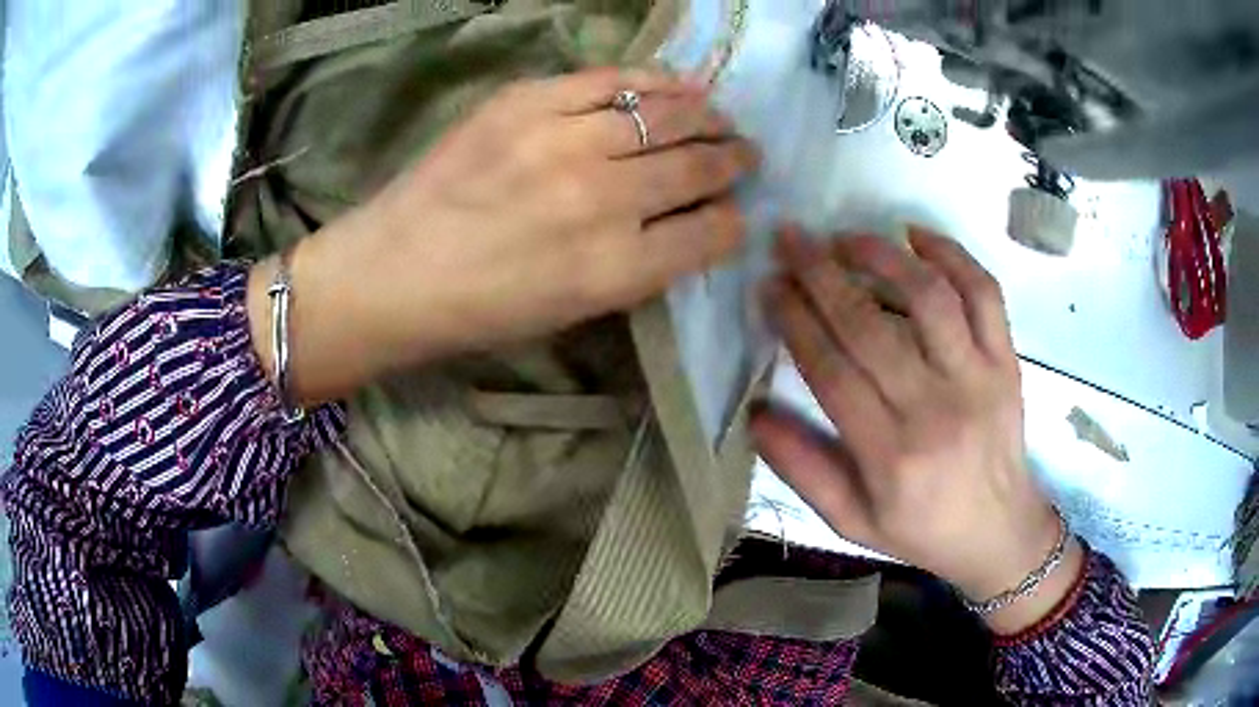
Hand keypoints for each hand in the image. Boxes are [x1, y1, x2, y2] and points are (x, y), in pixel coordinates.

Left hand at [249, 68, 757, 401]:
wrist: (393, 274)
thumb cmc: (480, 311)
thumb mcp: (573, 312)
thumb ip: (641, 266)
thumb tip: (689, 223)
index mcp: (615, 270)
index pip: (710, 232)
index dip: (733, 220)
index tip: (736, 211)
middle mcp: (601, 200)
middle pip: (697, 167)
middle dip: (734, 161)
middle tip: (745, 155)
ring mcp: (562, 142)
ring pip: (666, 115)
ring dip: (707, 116)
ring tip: (719, 117)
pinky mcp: (526, 102)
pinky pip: (613, 79)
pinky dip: (655, 80)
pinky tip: (679, 83)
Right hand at [752, 226, 1082, 633]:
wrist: (999, 532)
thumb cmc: (921, 530)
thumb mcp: (851, 521)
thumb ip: (803, 469)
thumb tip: (755, 414)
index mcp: (890, 457)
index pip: (831, 371)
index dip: (794, 321)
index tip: (769, 286)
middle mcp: (935, 410)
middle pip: (869, 326)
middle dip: (820, 274)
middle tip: (790, 240)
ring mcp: (978, 379)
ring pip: (928, 296)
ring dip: (881, 256)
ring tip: (845, 238)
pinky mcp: (1006, 361)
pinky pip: (984, 294)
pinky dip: (952, 255)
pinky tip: (917, 235)